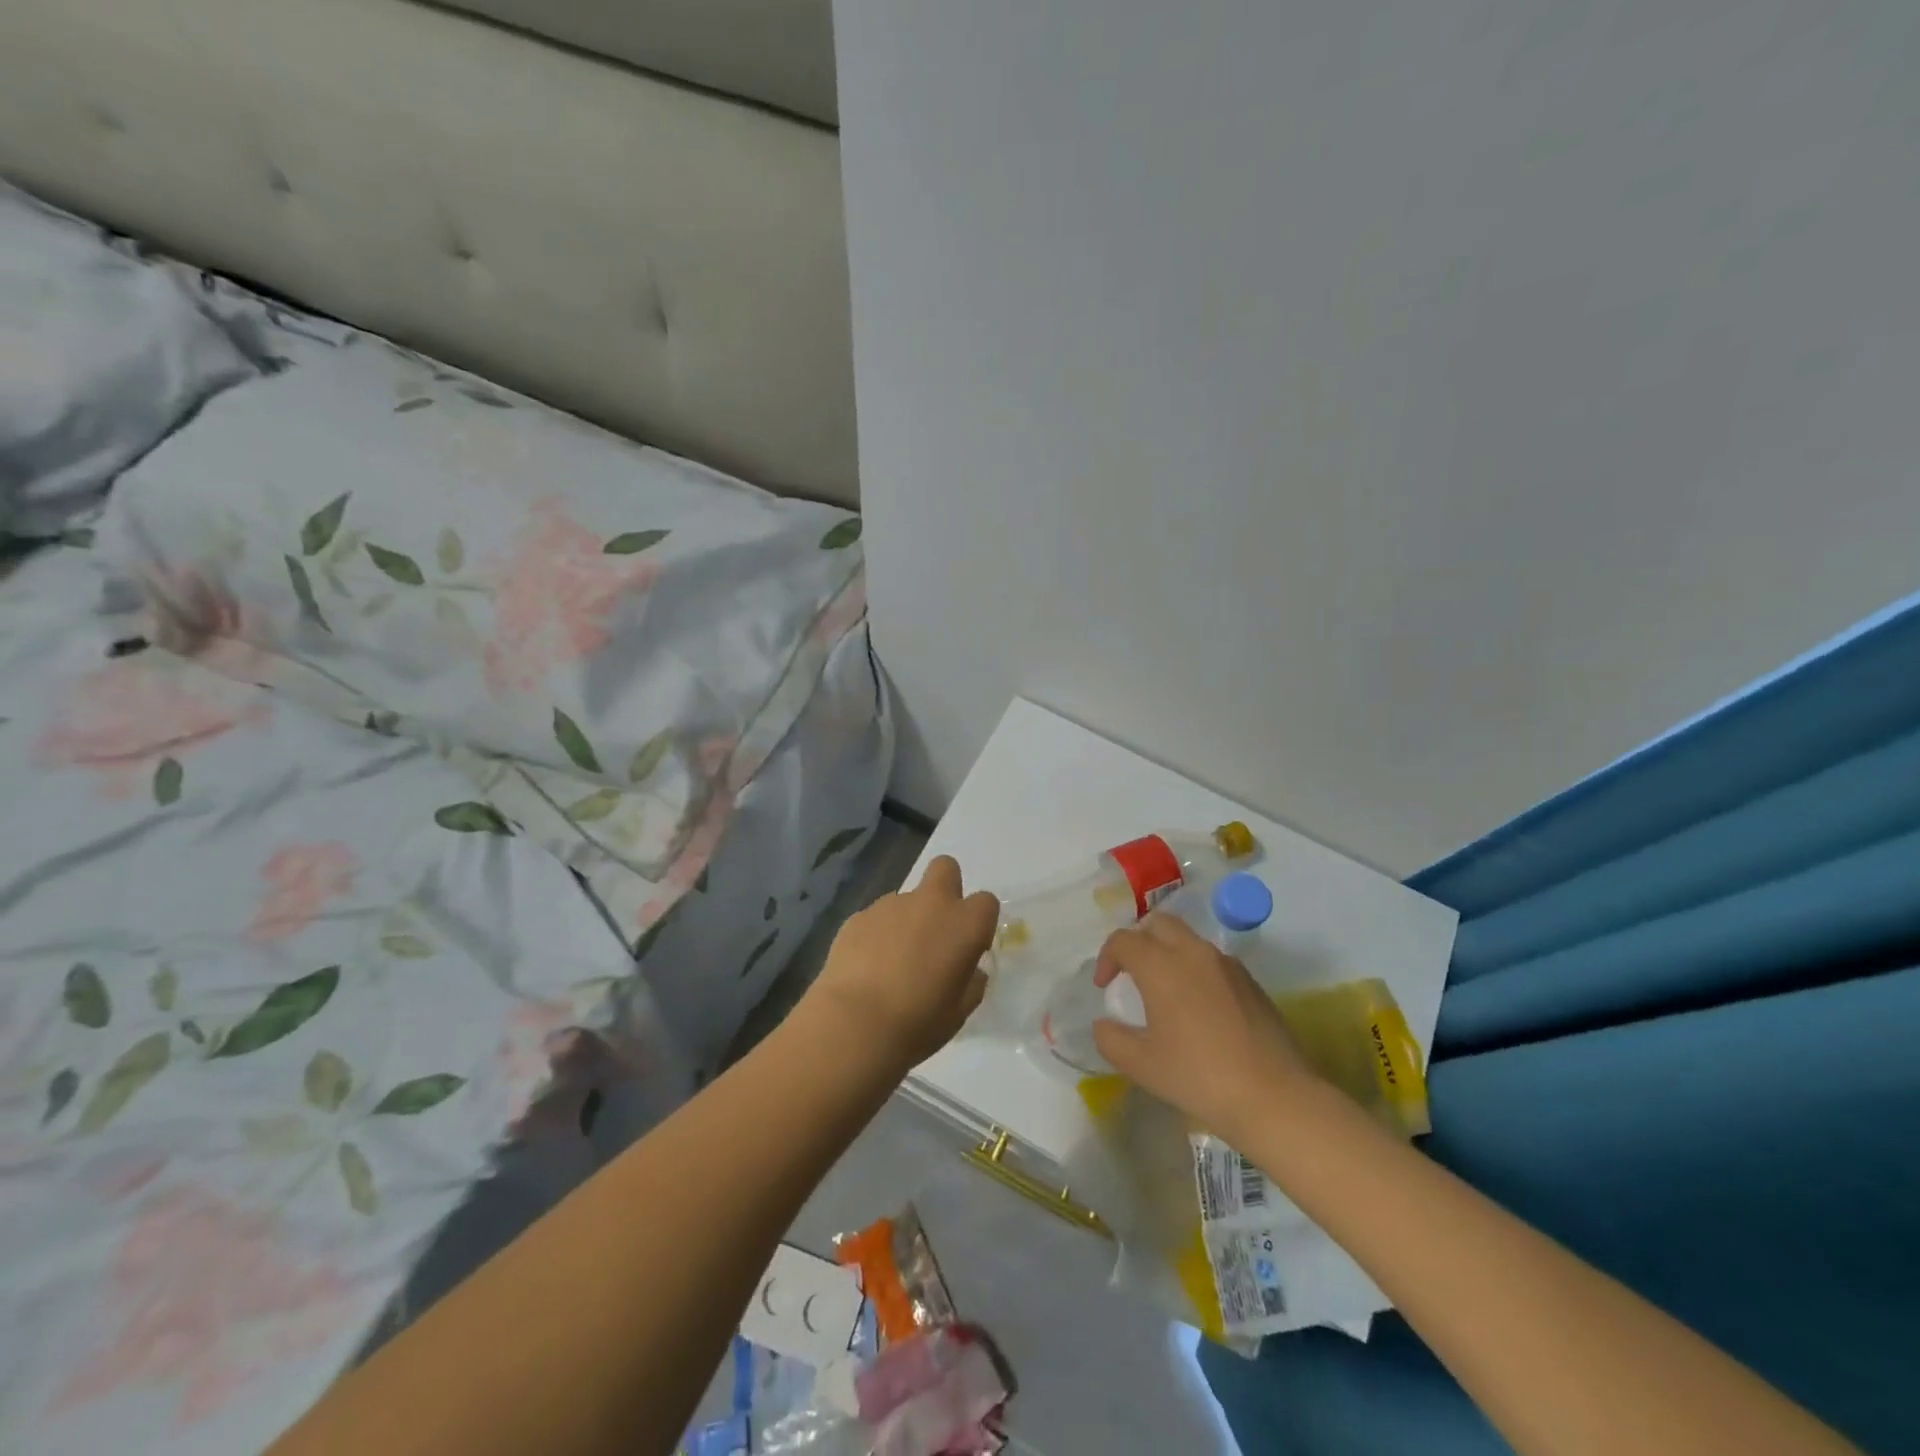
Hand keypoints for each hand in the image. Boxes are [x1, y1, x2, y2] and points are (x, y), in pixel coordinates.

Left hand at [797, 856, 998, 1074]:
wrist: (854, 1024)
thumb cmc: (918, 1023)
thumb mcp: (959, 1012)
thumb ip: (971, 983)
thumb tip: (969, 971)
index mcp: (964, 924)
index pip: (986, 902)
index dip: (978, 922)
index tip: (968, 947)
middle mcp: (930, 903)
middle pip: (946, 868)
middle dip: (945, 888)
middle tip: (935, 928)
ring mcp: (890, 905)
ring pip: (906, 898)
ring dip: (906, 920)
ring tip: (891, 963)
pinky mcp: (858, 916)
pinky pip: (876, 918)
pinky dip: (876, 935)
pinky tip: (866, 968)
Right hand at [1093, 913, 1315, 1141]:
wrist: (1274, 1097)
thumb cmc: (1199, 1077)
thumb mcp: (1141, 1065)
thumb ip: (1111, 1038)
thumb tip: (1105, 1023)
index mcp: (1161, 966)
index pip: (1123, 940)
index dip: (1106, 958)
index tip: (1105, 987)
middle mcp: (1193, 953)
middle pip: (1158, 924)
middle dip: (1138, 941)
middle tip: (1132, 974)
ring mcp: (1226, 964)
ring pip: (1188, 939)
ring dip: (1168, 952)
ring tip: (1164, 990)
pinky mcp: (1250, 981)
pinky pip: (1212, 959)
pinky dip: (1194, 968)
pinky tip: (1198, 1007)